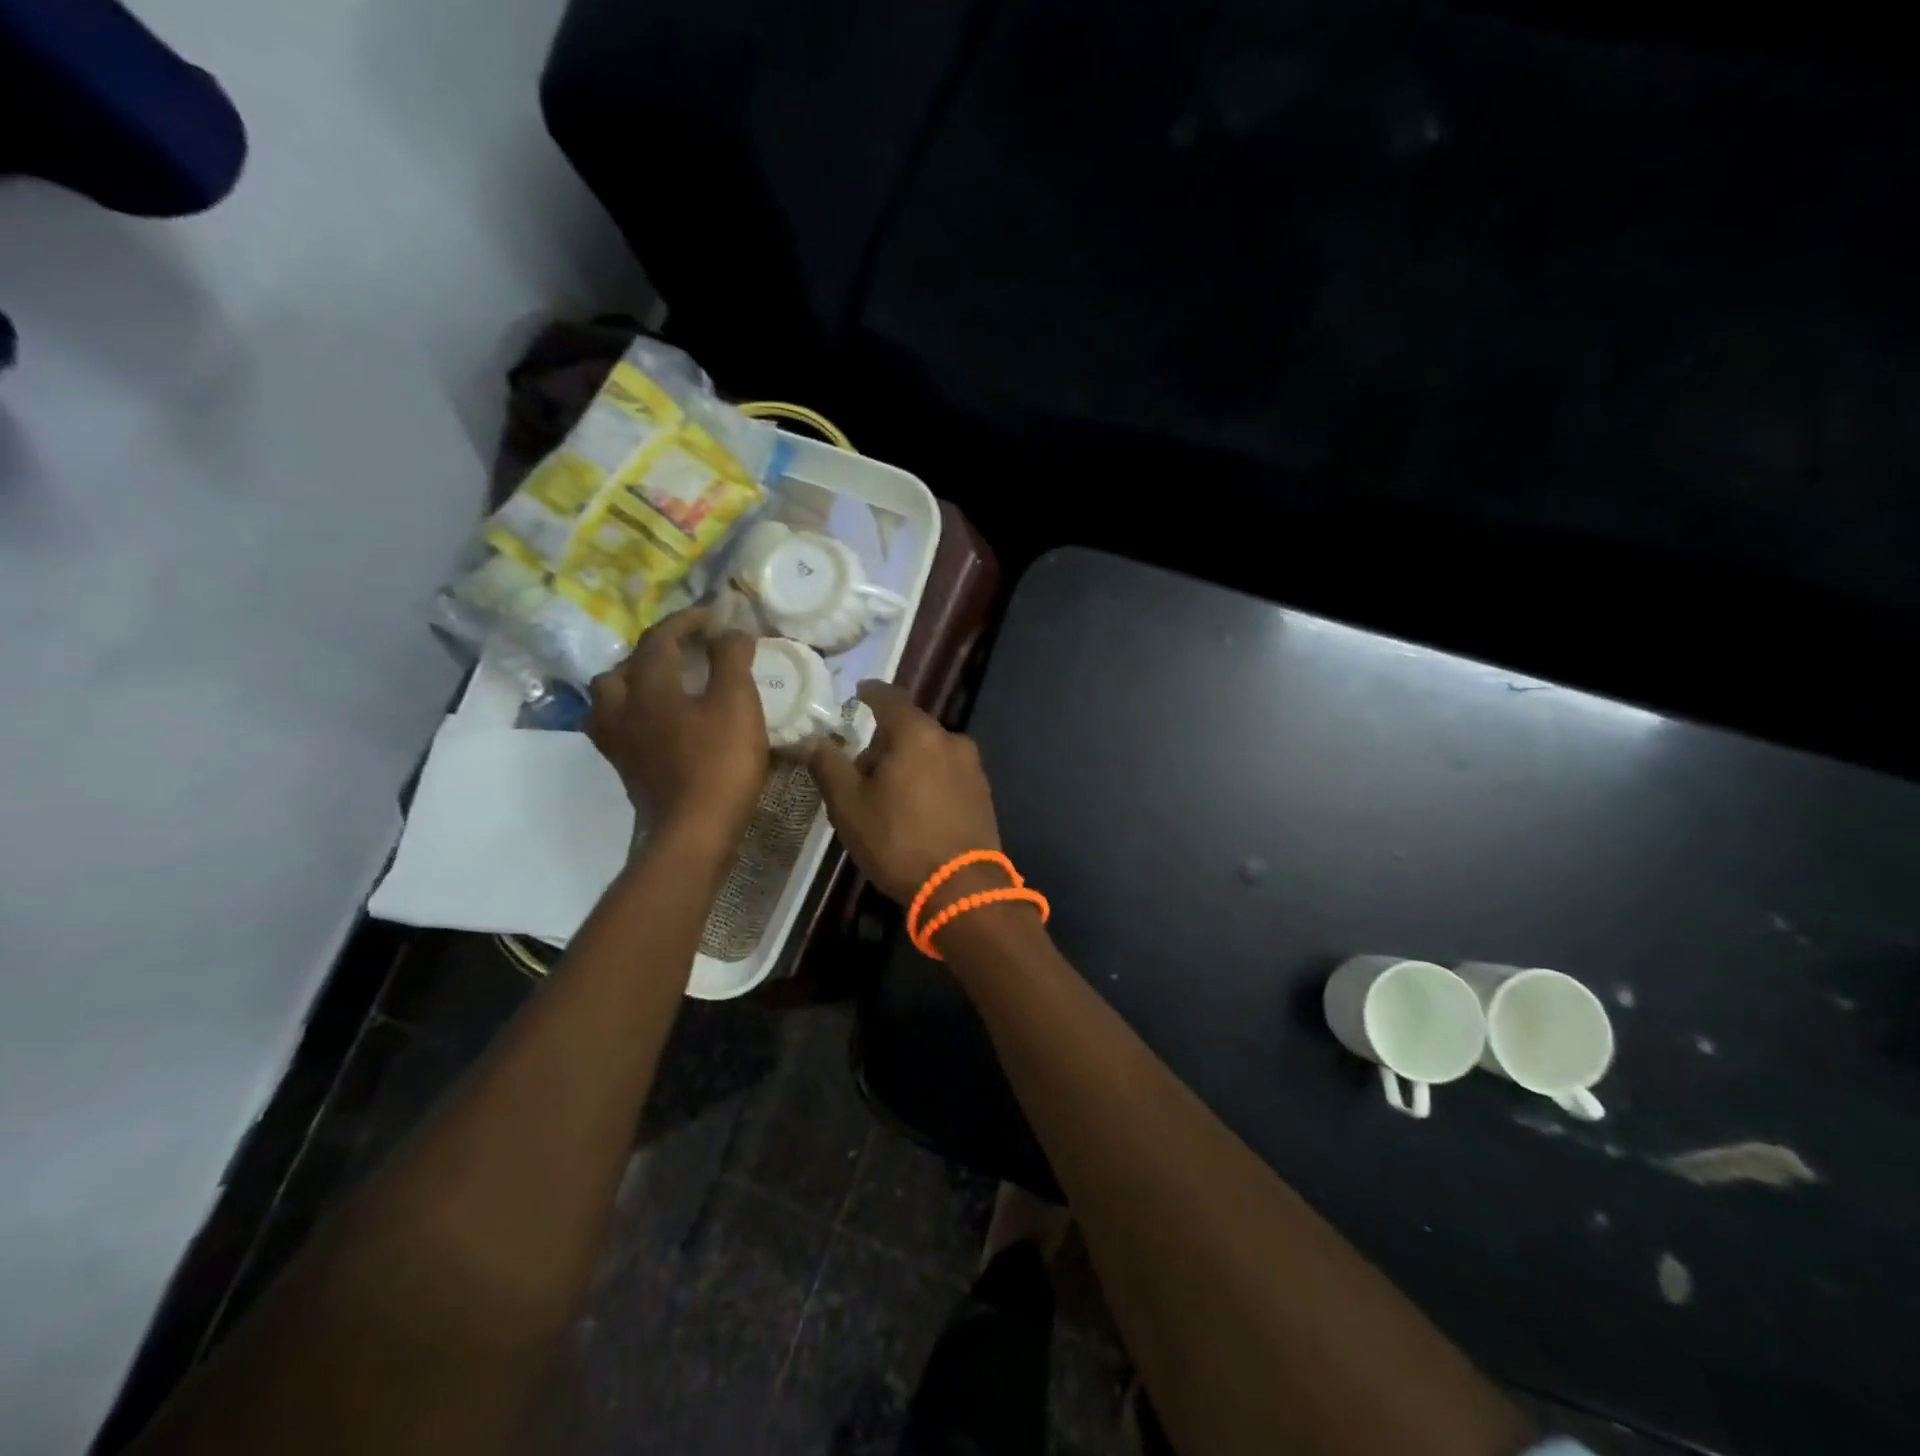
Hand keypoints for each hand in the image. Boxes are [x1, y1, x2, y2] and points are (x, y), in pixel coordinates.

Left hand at [586, 607, 767, 843]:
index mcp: (649, 687)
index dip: (687, 620)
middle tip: (686, 652)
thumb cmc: (719, 764)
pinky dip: (635, 715)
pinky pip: (618, 729)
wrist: (693, 834)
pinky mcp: (626, 771)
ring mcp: (619, 743)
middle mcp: (622, 709)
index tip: (715, 616)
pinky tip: (658, 725)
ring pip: (610, 699)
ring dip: (634, 683)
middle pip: (623, 667)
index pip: (660, 638)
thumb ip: (731, 659)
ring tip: (664, 686)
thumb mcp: (737, 703)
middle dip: (654, 652)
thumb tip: (730, 630)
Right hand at [806, 681, 1001, 904]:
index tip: (858, 693)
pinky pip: (947, 774)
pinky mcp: (983, 794)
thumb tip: (813, 740)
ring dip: (908, 763)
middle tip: (860, 770)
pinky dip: (928, 781)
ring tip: (887, 797)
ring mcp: (973, 768)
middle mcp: (951, 740)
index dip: (870, 693)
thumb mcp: (849, 805)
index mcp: (918, 733)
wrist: (962, 888)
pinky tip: (916, 811)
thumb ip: (828, 765)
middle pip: (910, 728)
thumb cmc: (898, 841)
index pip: (889, 698)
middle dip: (884, 742)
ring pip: (930, 753)